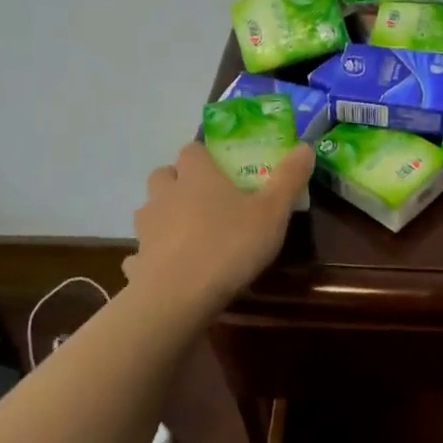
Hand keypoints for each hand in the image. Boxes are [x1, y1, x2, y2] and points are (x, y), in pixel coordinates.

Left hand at [123, 142, 313, 312]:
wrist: (179, 296)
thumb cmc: (230, 245)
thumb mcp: (272, 212)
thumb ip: (289, 178)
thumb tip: (305, 146)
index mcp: (197, 176)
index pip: (192, 149)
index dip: (205, 156)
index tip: (222, 169)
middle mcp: (165, 194)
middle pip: (164, 174)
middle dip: (179, 181)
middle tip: (205, 199)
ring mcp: (146, 228)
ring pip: (150, 210)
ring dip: (164, 215)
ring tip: (189, 233)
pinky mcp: (137, 261)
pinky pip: (141, 252)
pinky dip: (152, 256)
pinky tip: (169, 269)